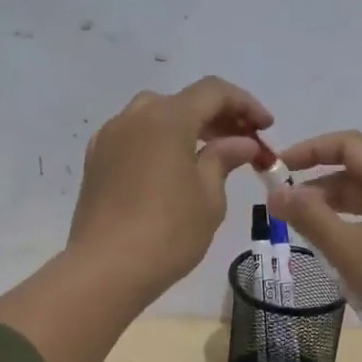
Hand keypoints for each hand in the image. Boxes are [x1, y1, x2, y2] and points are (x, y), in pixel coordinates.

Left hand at [69, 77, 271, 302]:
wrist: (106, 269)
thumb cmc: (168, 232)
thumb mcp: (209, 196)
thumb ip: (224, 159)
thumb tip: (241, 143)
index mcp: (166, 118)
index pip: (212, 92)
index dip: (244, 104)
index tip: (266, 127)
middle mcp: (133, 118)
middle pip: (182, 102)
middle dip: (217, 117)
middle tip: (243, 143)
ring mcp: (108, 139)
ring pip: (154, 117)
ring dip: (186, 128)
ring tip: (209, 156)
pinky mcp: (95, 163)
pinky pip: (133, 138)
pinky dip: (159, 143)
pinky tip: (171, 170)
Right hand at [269, 131, 361, 361]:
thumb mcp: (348, 247)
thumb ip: (309, 216)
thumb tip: (275, 191)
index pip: (347, 144)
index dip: (309, 150)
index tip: (278, 167)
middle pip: (354, 172)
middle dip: (316, 185)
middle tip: (282, 208)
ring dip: (330, 211)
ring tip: (300, 232)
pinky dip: (348, 231)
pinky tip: (332, 256)